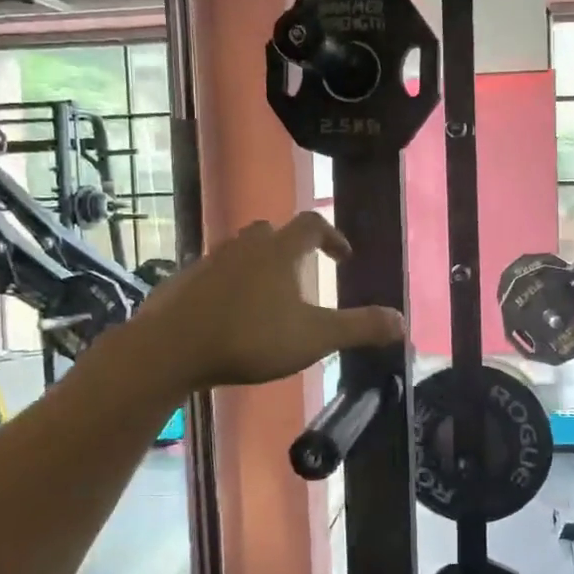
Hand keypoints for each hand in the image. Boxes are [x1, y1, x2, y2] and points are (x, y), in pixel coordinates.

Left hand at [128, 213, 403, 389]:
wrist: (170, 349)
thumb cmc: (250, 337)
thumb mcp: (315, 338)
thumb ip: (360, 328)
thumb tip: (403, 322)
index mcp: (279, 251)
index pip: (312, 225)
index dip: (332, 236)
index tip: (343, 258)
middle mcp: (244, 246)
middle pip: (272, 232)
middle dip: (291, 249)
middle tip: (302, 277)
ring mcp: (209, 261)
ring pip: (240, 252)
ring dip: (258, 267)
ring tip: (268, 300)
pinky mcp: (182, 282)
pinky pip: (213, 275)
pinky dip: (228, 286)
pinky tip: (229, 316)